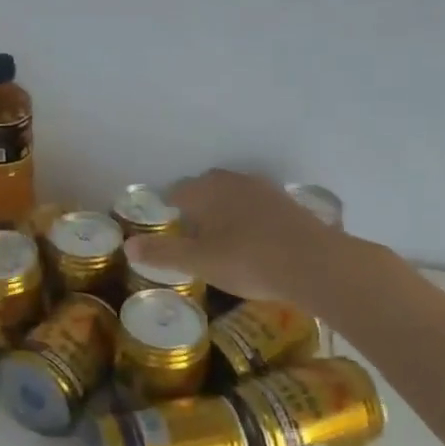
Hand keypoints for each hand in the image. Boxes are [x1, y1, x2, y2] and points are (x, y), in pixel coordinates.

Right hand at [126, 169, 348, 305]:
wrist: (316, 264)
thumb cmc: (249, 260)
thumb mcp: (199, 262)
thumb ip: (163, 253)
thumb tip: (127, 245)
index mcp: (208, 189)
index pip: (177, 192)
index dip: (168, 209)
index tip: (167, 228)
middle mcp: (235, 181)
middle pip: (206, 189)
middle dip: (196, 208)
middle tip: (191, 236)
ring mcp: (265, 190)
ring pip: (233, 196)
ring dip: (224, 212)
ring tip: (220, 239)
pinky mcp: (289, 205)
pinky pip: (257, 207)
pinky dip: (248, 220)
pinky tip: (252, 242)